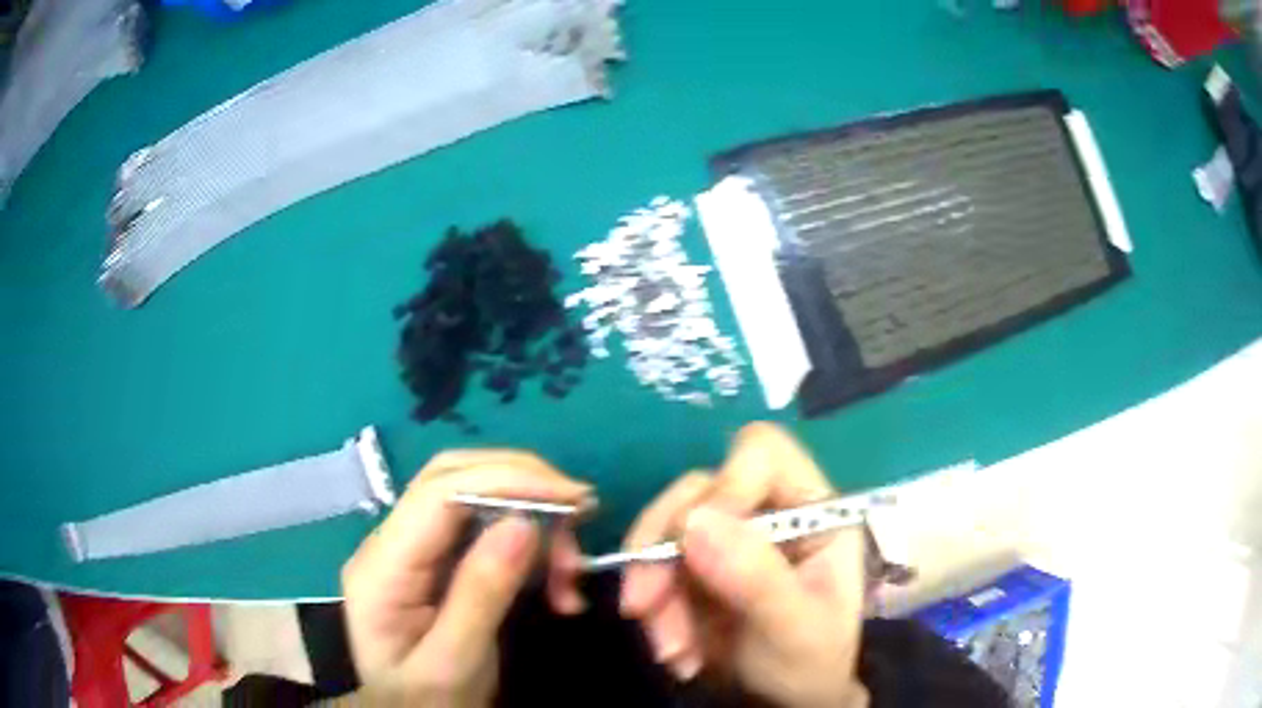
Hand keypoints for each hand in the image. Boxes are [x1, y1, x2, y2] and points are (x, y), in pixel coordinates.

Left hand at [341, 450, 592, 706]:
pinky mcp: (437, 562)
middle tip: (581, 512)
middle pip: (453, 478)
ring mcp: (413, 550)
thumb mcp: (455, 662)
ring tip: (571, 573)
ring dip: (532, 522)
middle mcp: (391, 544)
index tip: (573, 498)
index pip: (439, 493)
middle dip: (522, 486)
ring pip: (475, 500)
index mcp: (381, 567)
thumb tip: (523, 523)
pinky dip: (530, 547)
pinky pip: (487, 532)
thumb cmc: (428, 701)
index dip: (507, 481)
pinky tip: (556, 581)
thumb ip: (481, 594)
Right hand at [620, 423, 868, 707]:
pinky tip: (675, 653)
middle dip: (663, 554)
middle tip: (643, 608)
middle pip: (697, 492)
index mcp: (812, 511)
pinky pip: (653, 568)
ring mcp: (727, 540)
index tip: (692, 543)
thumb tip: (694, 521)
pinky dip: (653, 611)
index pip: (762, 455)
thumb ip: (756, 577)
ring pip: (664, 533)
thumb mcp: (795, 628)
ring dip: (653, 592)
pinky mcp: (696, 568)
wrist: (785, 704)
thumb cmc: (811, 662)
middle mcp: (766, 513)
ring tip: (671, 650)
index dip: (724, 485)